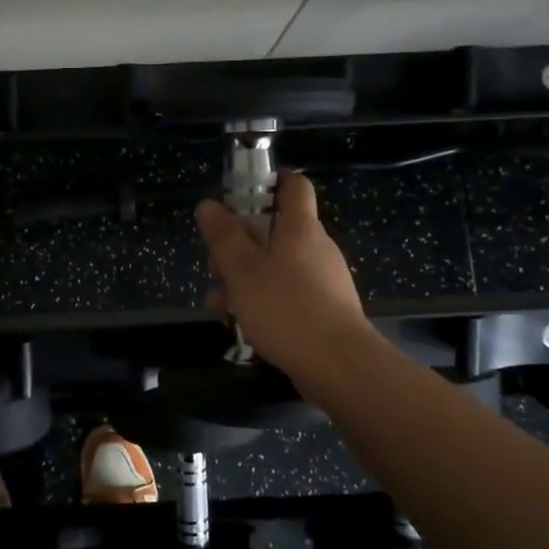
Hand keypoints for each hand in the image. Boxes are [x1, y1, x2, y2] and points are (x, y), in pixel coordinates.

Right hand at [196, 171, 374, 388]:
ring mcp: (322, 280)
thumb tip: (209, 204)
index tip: (238, 196)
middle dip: (238, 247)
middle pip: (273, 231)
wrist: (339, 366)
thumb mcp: (242, 271)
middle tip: (215, 269)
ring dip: (242, 281)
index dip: (267, 182)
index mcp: (300, 228)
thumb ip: (224, 236)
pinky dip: (261, 302)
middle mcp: (315, 248)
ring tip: (219, 307)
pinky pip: (285, 294)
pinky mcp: (322, 309)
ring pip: (274, 267)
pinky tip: (239, 326)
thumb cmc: (287, 309)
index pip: (293, 185)